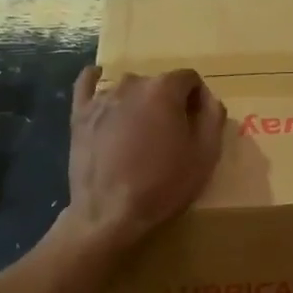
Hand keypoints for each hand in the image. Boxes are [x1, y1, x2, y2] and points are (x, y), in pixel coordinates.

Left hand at [64, 66, 224, 249]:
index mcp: (164, 90)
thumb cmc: (162, 186)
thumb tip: (209, 98)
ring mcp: (101, 98)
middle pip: (158, 84)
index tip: (197, 123)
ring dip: (139, 102)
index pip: (189, 79)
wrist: (109, 213)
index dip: (198, 99)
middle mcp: (131, 84)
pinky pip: (87, 84)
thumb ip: (213, 118)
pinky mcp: (79, 115)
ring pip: (128, 89)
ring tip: (139, 133)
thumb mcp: (205, 156)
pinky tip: (98, 81)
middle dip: (168, 102)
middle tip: (170, 135)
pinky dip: (95, 80)